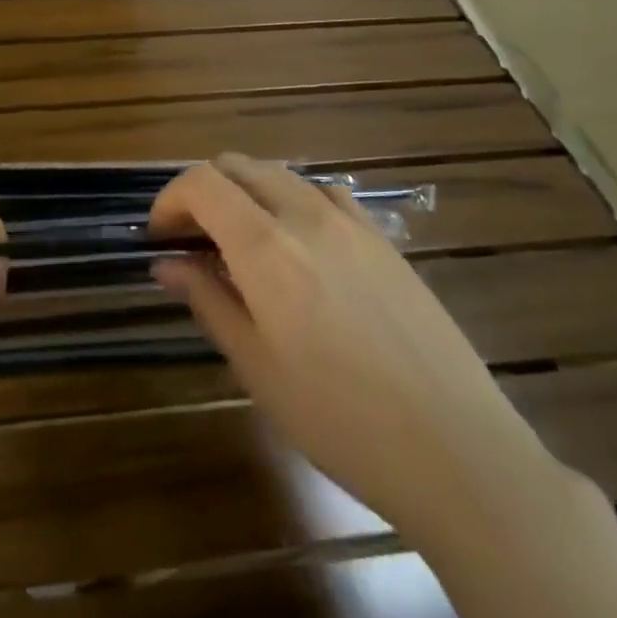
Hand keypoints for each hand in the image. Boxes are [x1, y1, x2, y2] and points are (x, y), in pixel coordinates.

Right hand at [151, 155, 568, 549]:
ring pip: (282, 175)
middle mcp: (307, 217)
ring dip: (248, 193)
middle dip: (204, 192)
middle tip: (192, 241)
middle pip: (240, 167)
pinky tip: (300, 247)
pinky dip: (294, 202)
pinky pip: (327, 195)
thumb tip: (167, 264)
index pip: (203, 182)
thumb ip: (208, 301)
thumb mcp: (256, 367)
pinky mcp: (385, 240)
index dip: (170, 199)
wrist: (456, 451)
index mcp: (267, 247)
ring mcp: (353, 223)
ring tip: (241, 244)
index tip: (160, 237)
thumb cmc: (339, 419)